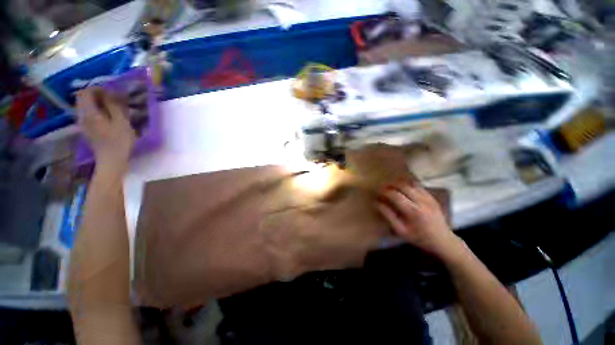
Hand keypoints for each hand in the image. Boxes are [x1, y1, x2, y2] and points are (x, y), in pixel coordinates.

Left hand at [77, 88, 134, 171]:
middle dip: (96, 95)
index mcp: (89, 112)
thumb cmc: (119, 141)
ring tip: (111, 108)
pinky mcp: (87, 130)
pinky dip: (96, 111)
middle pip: (82, 98)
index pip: (85, 92)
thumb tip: (111, 92)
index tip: (112, 92)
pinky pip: (87, 114)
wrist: (112, 160)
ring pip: (85, 106)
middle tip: (112, 99)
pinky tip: (107, 117)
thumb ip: (114, 105)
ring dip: (96, 103)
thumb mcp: (121, 121)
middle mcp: (82, 116)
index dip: (98, 88)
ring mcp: (83, 124)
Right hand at [376, 182, 461, 259]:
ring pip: (411, 184)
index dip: (384, 191)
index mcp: (413, 211)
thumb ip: (388, 216)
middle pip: (403, 186)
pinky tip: (403, 188)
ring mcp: (428, 198)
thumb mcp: (400, 230)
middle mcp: (421, 201)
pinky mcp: (432, 197)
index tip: (377, 192)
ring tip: (391, 186)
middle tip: (383, 187)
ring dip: (399, 183)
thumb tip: (377, 203)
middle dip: (391, 185)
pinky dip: (408, 185)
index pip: (395, 195)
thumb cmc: (419, 237)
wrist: (443, 240)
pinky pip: (418, 186)